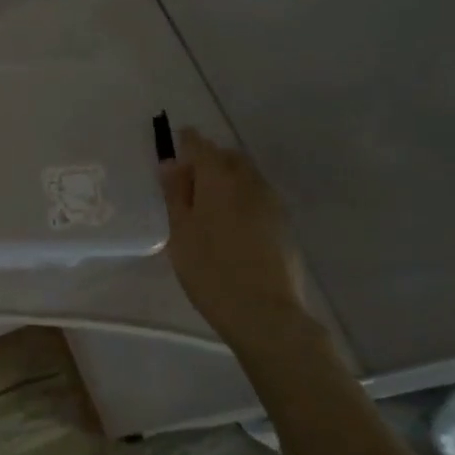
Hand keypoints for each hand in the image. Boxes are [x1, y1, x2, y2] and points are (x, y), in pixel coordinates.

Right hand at [159, 128, 304, 340]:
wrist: (265, 312)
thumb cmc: (210, 270)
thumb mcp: (180, 232)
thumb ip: (175, 193)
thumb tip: (170, 163)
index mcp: (219, 178)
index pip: (200, 145)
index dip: (186, 142)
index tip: (174, 144)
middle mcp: (249, 181)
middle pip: (227, 157)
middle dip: (209, 159)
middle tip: (188, 181)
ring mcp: (271, 202)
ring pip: (246, 176)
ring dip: (227, 178)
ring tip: (208, 204)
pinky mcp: (283, 223)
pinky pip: (258, 196)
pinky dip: (242, 198)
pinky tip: (231, 223)